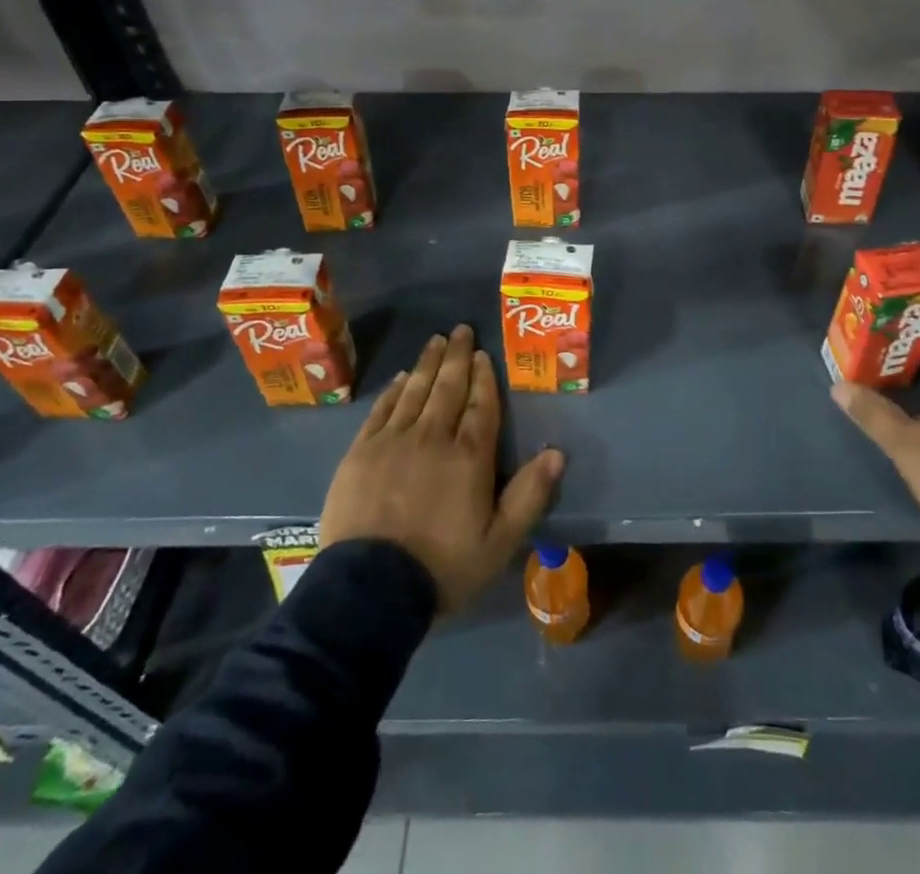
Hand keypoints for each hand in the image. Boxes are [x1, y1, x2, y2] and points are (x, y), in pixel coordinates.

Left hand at [321, 325, 564, 611]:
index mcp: (469, 456)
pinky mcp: (361, 451)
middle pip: (447, 387)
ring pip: (415, 390)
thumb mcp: (499, 542)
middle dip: (457, 356)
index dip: (483, 377)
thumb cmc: (442, 567)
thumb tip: (557, 453)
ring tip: (436, 340)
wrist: (369, 590)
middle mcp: (432, 437)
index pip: (480, 405)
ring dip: (428, 363)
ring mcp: (393, 441)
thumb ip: (529, 495)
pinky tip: (402, 377)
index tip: (483, 354)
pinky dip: (395, 389)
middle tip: (461, 329)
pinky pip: (382, 409)